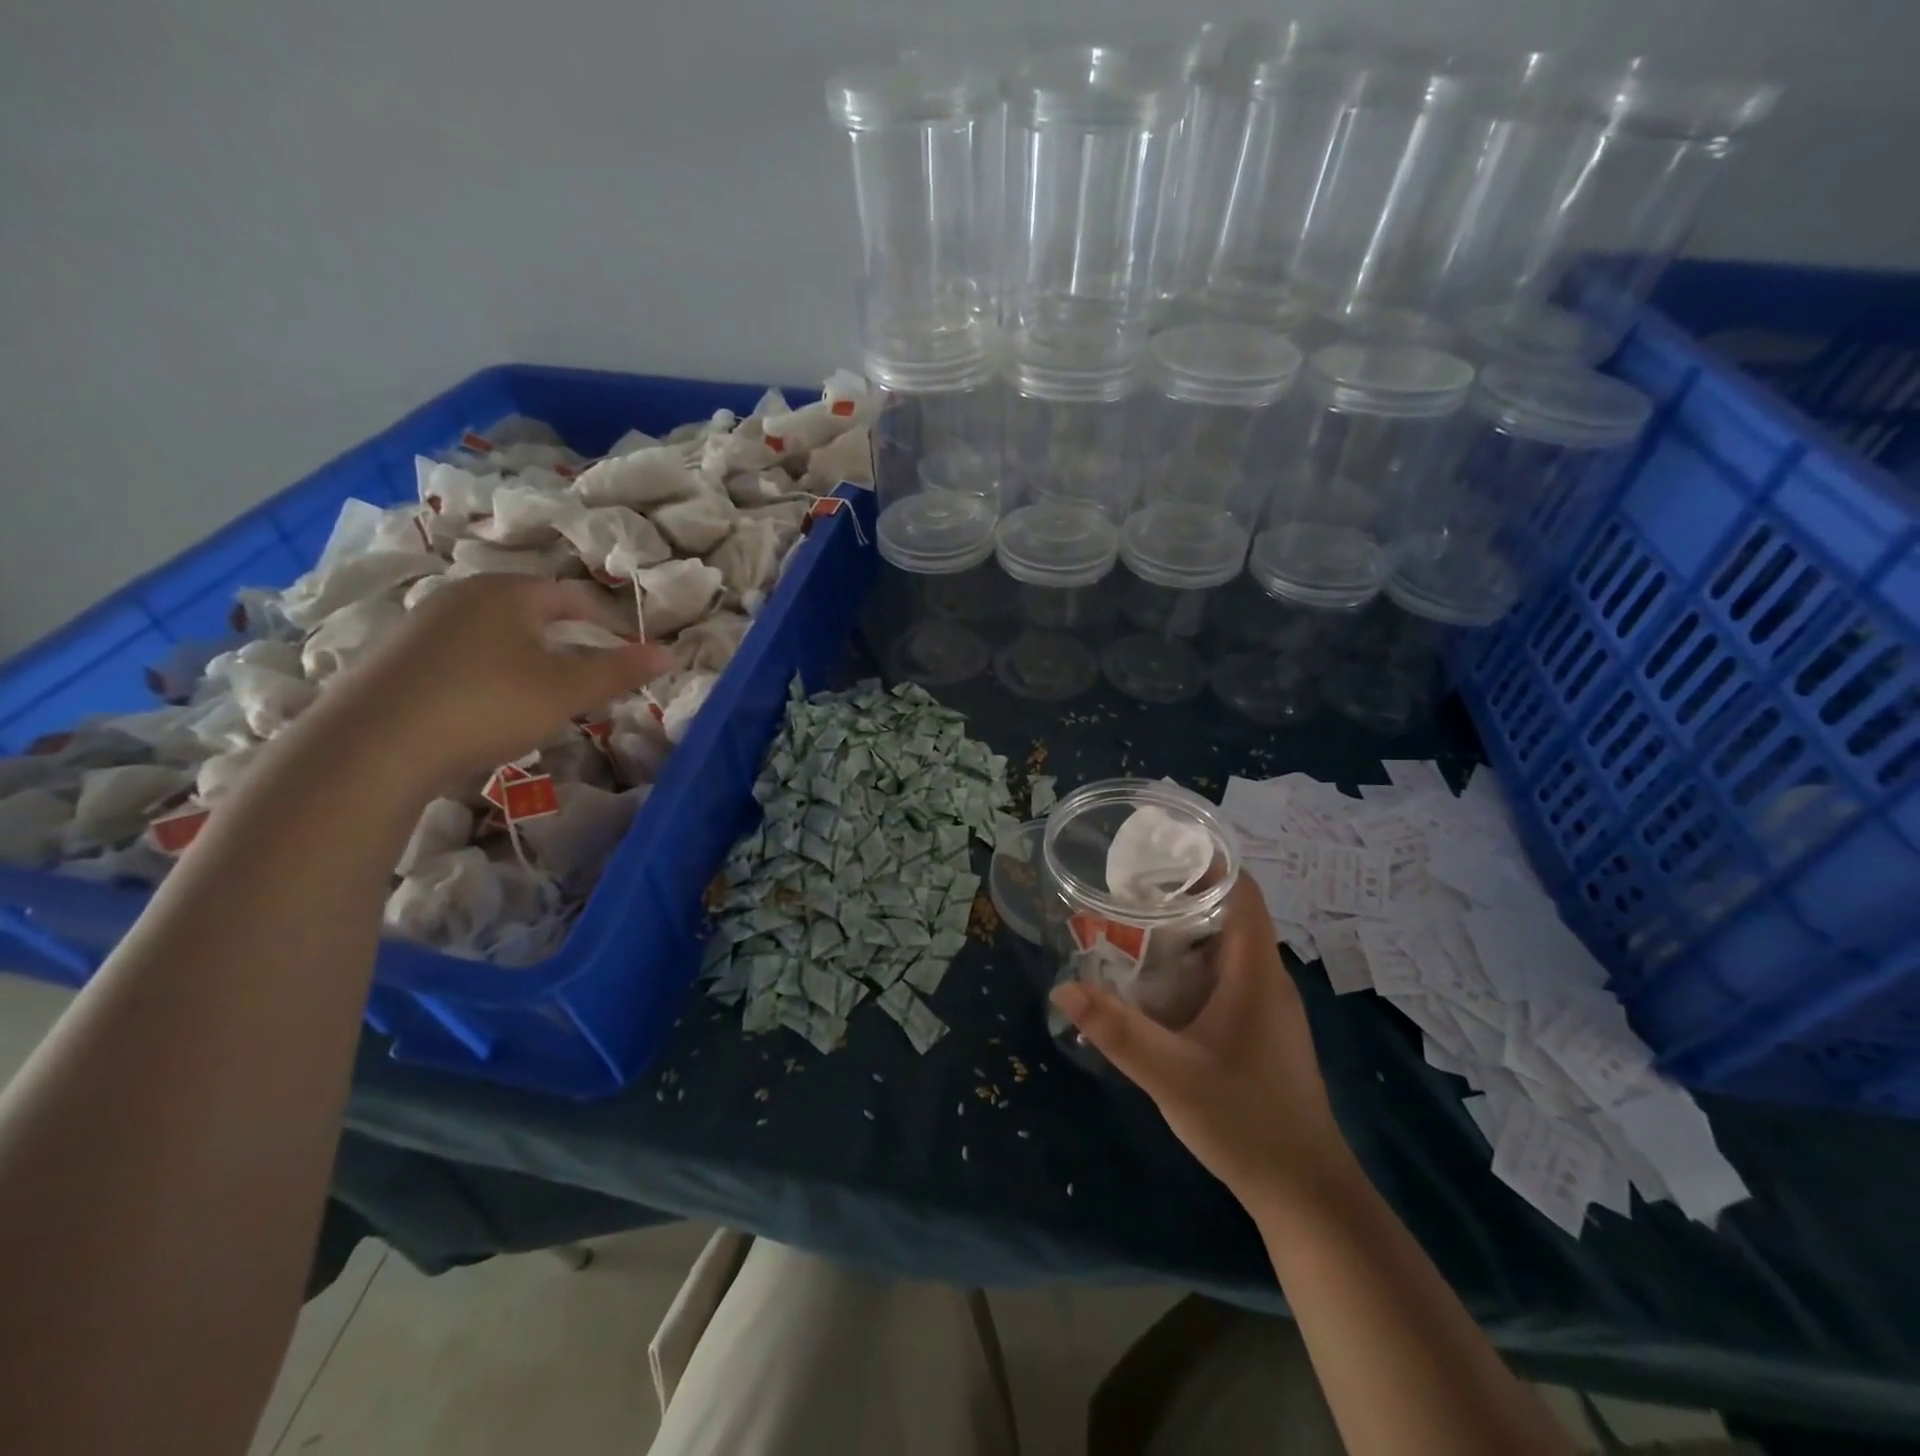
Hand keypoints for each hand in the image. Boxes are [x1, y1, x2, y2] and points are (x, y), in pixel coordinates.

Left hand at [309, 575, 671, 788]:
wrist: (372, 746)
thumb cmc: (487, 704)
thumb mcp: (566, 691)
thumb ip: (620, 671)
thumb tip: (668, 653)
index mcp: (509, 592)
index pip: (575, 598)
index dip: (611, 624)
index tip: (632, 653)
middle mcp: (465, 596)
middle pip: (535, 613)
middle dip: (571, 643)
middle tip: (595, 678)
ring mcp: (426, 625)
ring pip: (500, 636)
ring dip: (533, 660)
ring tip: (549, 697)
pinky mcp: (400, 657)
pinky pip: (467, 656)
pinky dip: (495, 674)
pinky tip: (494, 709)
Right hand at [1051, 876, 1351, 1202]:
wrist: (1306, 1193)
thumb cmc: (1244, 1120)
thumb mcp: (1169, 1074)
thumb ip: (1115, 1030)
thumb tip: (1063, 988)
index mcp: (1255, 972)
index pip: (1243, 891)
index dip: (1207, 864)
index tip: (1158, 857)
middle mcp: (1267, 979)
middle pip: (1230, 914)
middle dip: (1181, 897)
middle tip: (1127, 894)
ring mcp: (1269, 1007)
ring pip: (1226, 949)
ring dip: (1185, 934)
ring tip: (1132, 929)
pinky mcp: (1263, 1032)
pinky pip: (1227, 978)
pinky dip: (1193, 967)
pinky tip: (1158, 987)